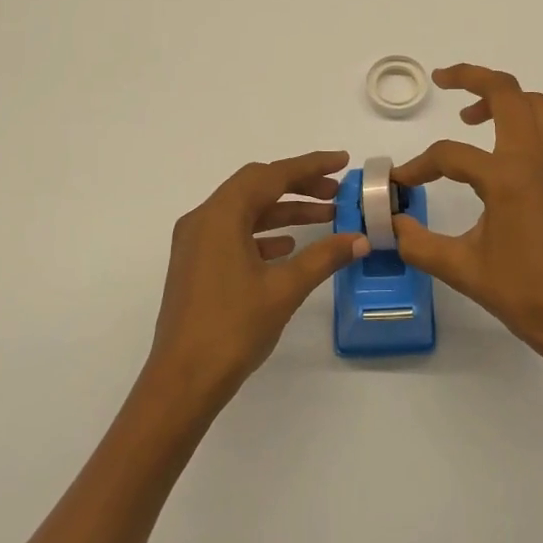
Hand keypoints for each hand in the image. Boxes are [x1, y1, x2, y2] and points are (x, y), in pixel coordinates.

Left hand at [148, 150, 368, 405]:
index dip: (310, 165)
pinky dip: (265, 233)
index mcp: (220, 216)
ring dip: (284, 210)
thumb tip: (360, 239)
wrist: (183, 381)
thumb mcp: (284, 289)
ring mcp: (195, 243)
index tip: (342, 162)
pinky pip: (234, 233)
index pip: (271, 175)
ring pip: (246, 211)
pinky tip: (289, 247)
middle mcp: (203, 220)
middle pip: (256, 187)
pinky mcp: (196, 265)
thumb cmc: (233, 328)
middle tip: (337, 193)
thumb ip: (324, 257)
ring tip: (325, 218)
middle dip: (299, 185)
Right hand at [393, 65, 542, 360]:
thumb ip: (418, 243)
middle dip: (472, 78)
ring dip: (507, 99)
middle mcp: (538, 158)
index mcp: (508, 176)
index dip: (418, 166)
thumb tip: (392, 225)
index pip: (450, 155)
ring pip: (538, 107)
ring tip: (476, 117)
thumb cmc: (522, 293)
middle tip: (443, 80)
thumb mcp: (461, 268)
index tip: (400, 184)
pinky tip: (526, 155)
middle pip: (507, 93)